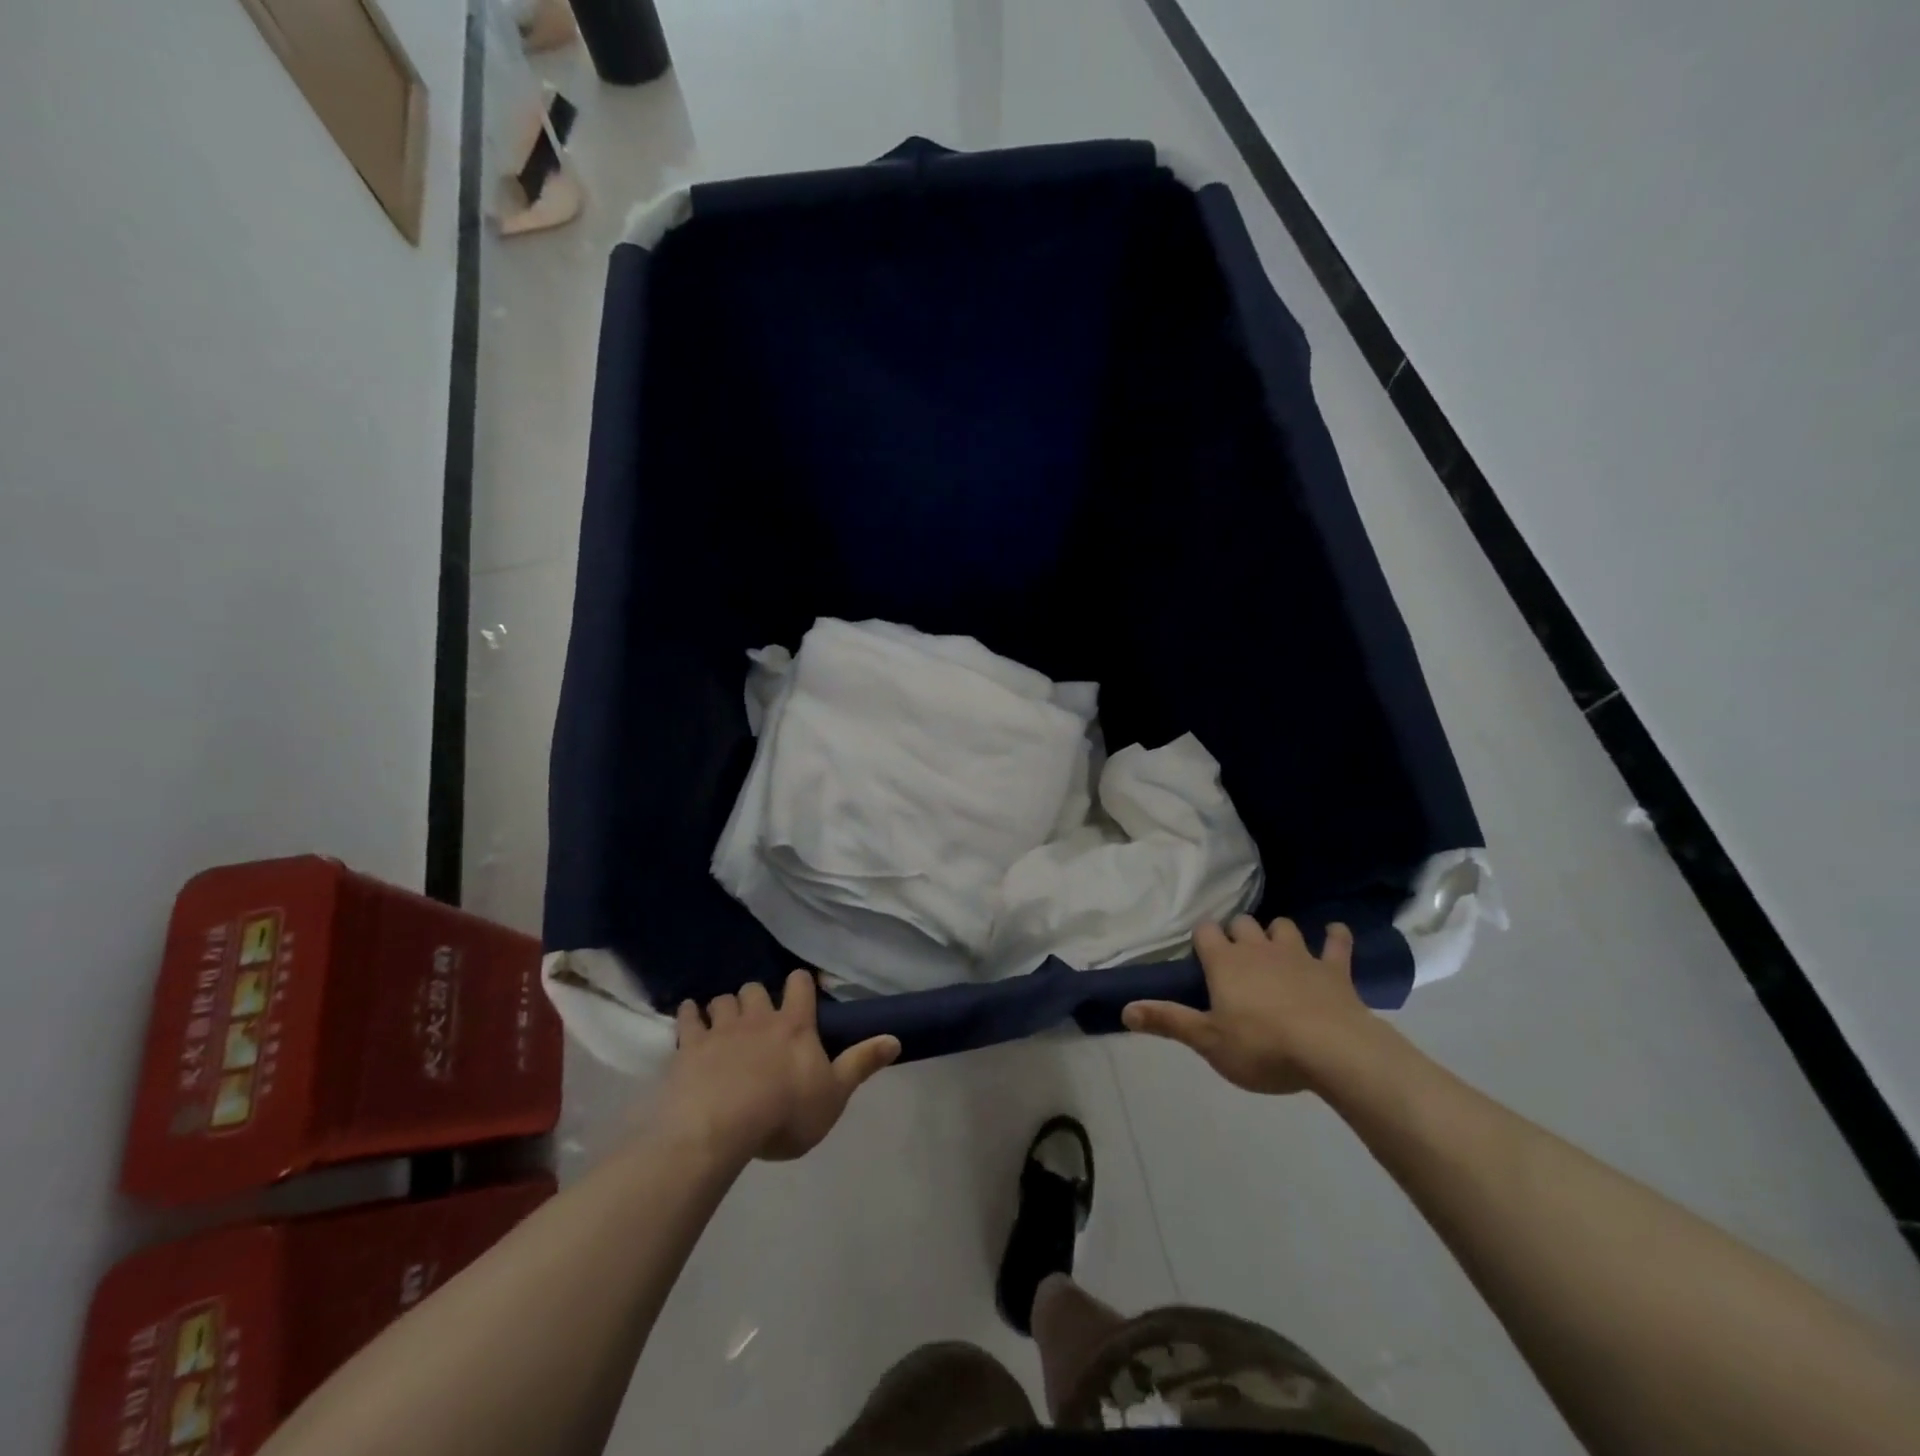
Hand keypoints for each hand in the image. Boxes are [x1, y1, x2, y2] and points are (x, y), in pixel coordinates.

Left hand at [661, 970, 899, 1161]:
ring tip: (727, 1021)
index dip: (801, 983)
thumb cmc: (785, 1112)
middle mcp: (759, 1017)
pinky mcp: (691, 1046)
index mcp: (795, 1025)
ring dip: (726, 1006)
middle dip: (758, 998)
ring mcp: (722, 1028)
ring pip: (724, 1000)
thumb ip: (862, 1063)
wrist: (722, 1127)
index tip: (802, 989)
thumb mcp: (835, 1094)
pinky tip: (691, 1016)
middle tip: (760, 1016)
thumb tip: (895, 1038)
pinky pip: (689, 1017)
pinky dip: (691, 1014)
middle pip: (756, 989)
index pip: (800, 985)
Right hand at [1122, 916, 1385, 1094]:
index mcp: (1225, 962)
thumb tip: (1124, 1009)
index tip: (1203, 956)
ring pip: (1283, 927)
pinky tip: (1334, 933)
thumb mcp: (1208, 1042)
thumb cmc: (1262, 1047)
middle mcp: (1258, 949)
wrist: (1333, 1051)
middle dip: (1238, 934)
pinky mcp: (1334, 969)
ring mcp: (1298, 955)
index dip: (1202, 940)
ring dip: (1277, 934)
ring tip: (1276, 950)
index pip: (1205, 932)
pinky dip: (1335, 936)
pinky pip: (1336, 942)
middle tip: (1237, 958)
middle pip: (1242, 923)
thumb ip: (1168, 1021)